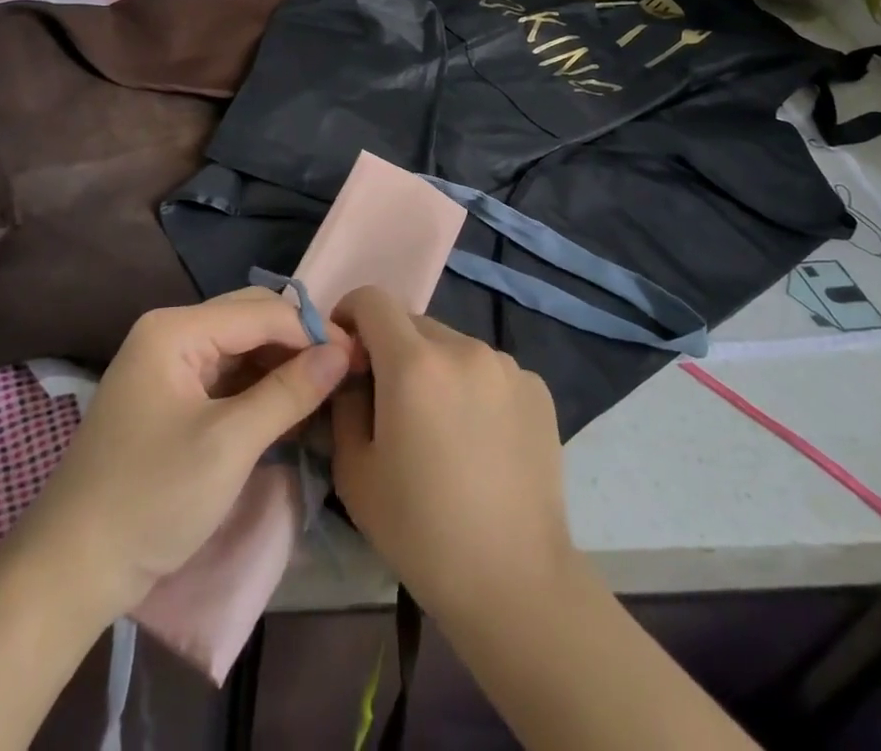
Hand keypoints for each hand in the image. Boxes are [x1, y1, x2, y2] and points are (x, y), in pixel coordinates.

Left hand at [6, 289, 354, 618]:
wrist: (70, 571)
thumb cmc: (150, 498)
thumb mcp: (229, 445)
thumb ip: (288, 392)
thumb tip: (341, 353)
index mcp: (175, 329)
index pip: (260, 312)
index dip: (311, 332)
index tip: (356, 360)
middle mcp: (170, 333)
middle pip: (250, 322)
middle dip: (298, 345)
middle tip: (342, 375)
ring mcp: (167, 365)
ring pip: (241, 349)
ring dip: (281, 368)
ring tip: (324, 394)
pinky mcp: (170, 397)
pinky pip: (226, 377)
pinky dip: (259, 390)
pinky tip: (290, 410)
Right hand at [330, 286, 577, 622]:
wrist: (514, 580)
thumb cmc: (421, 531)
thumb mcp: (354, 471)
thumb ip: (344, 403)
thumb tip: (351, 371)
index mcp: (414, 363)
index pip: (372, 299)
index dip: (350, 316)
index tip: (347, 354)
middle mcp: (463, 347)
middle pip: (413, 323)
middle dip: (392, 350)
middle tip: (391, 403)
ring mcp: (506, 364)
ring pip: (452, 345)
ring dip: (435, 368)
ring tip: (441, 427)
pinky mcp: (536, 387)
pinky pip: (488, 370)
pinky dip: (473, 388)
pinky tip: (479, 440)